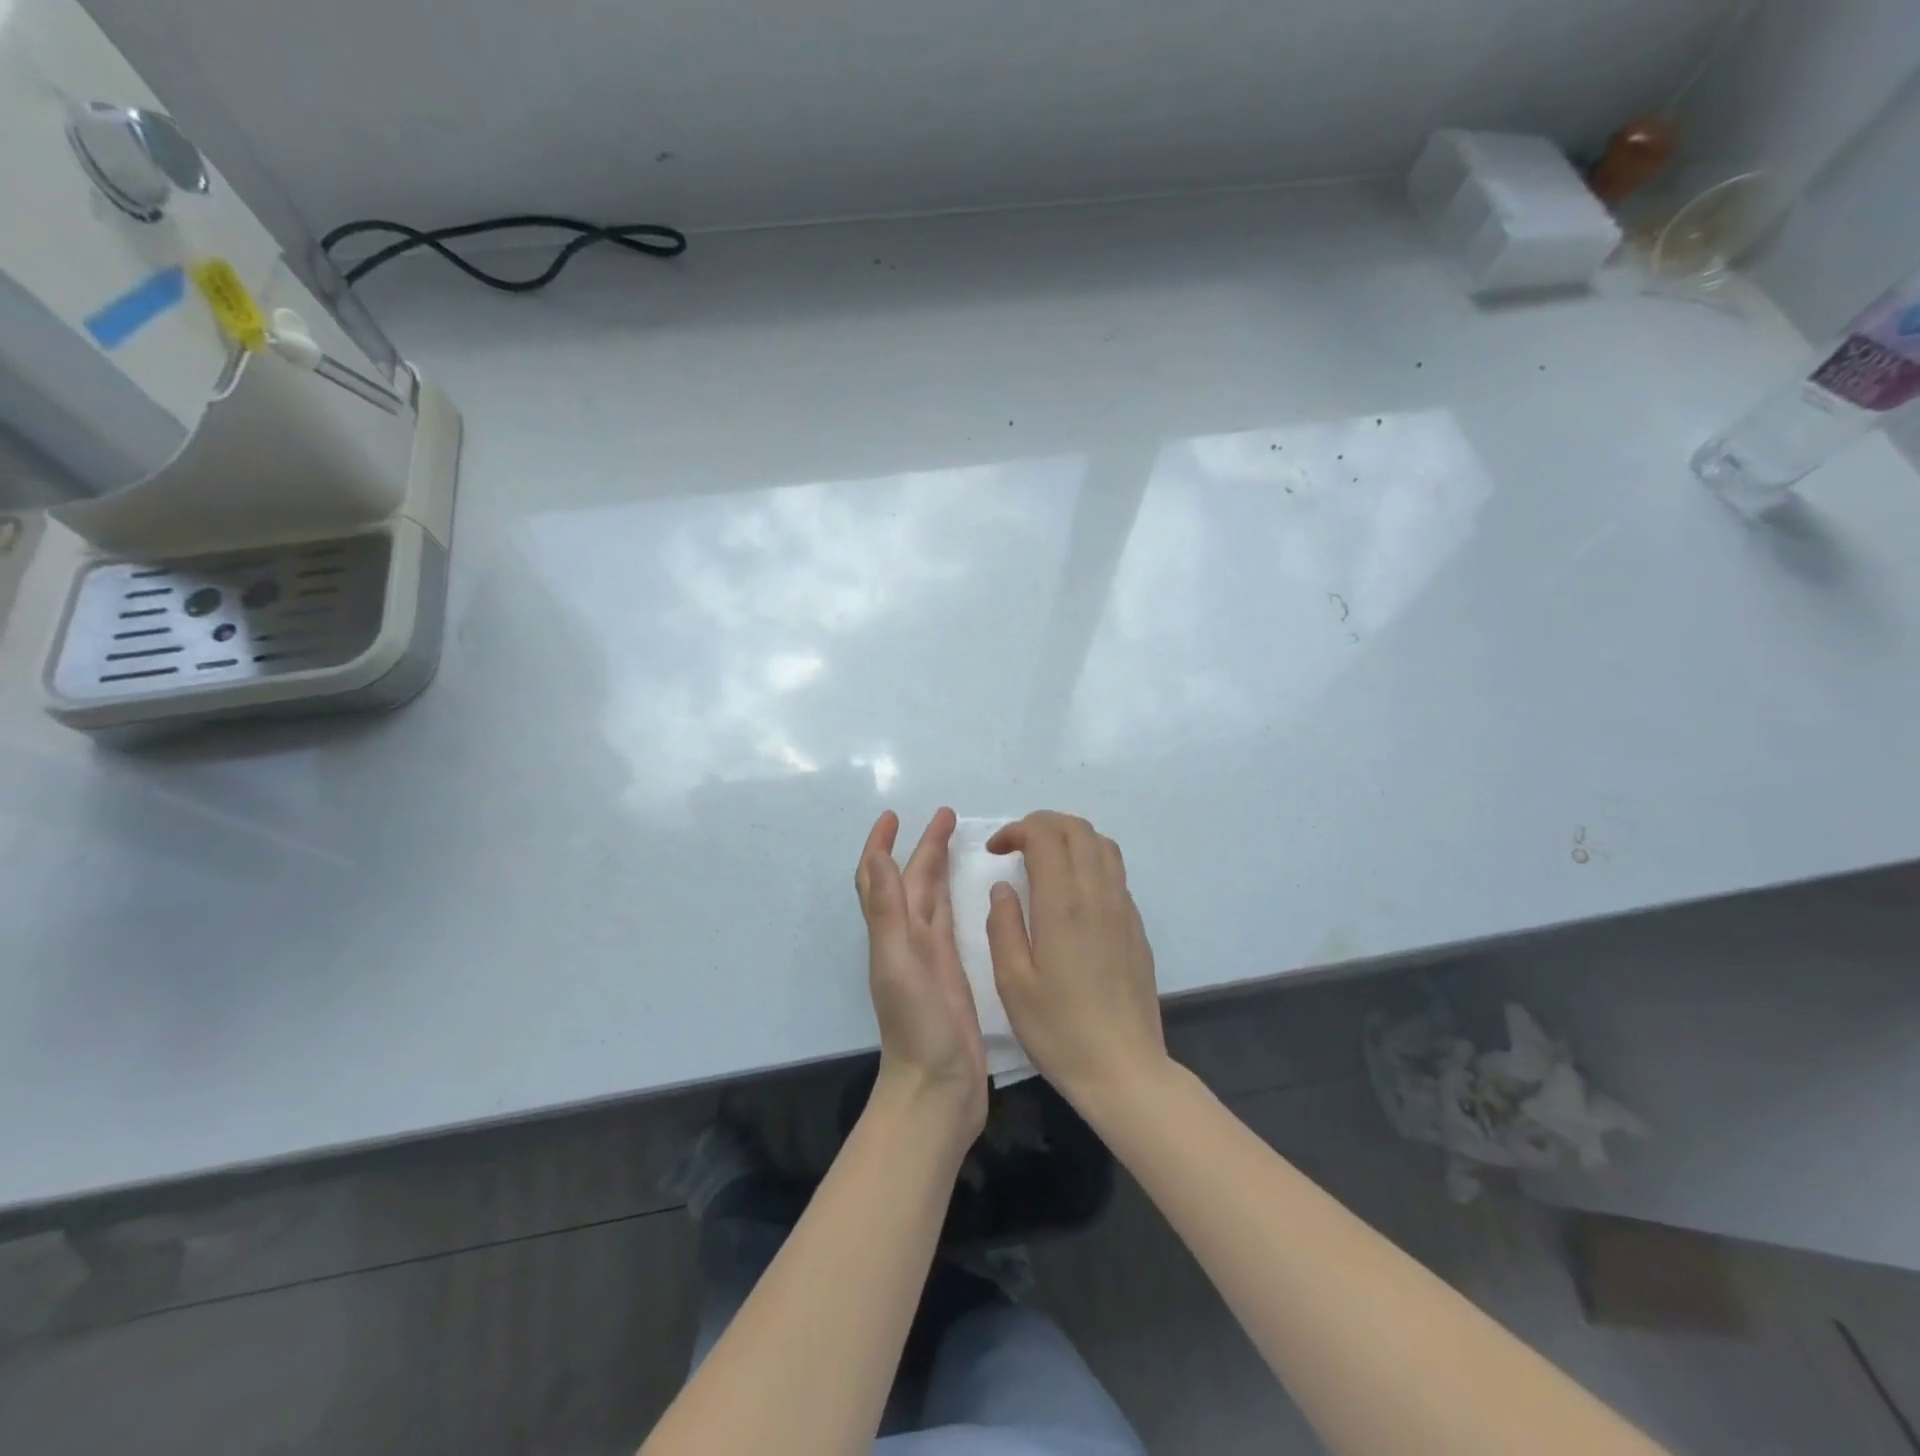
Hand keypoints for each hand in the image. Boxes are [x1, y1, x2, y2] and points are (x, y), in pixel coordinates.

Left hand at [855, 808, 987, 1141]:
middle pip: (912, 882)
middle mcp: (908, 940)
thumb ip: (887, 912)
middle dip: (924, 847)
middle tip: (947, 816)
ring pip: (932, 899)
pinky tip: (974, 893)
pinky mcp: (953, 973)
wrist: (938, 1090)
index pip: (880, 878)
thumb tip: (878, 856)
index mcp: (893, 934)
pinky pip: (951, 922)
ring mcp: (931, 957)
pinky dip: (956, 899)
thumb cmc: (918, 1027)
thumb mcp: (898, 964)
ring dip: (939, 867)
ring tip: (959, 840)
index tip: (893, 815)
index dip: (881, 845)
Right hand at [985, 812, 1168, 1109]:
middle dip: (1042, 824)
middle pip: (1077, 829)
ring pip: (1102, 845)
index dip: (1017, 830)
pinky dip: (1090, 861)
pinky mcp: (1136, 927)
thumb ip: (1003, 926)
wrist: (1123, 1069)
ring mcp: (1123, 909)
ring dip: (1070, 838)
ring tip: (1044, 861)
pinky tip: (1072, 893)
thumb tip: (1003, 887)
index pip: (1046, 835)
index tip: (995, 851)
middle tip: (1016, 847)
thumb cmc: (1058, 1030)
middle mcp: (1097, 895)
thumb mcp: (1012, 983)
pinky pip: (1115, 872)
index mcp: (1062, 905)